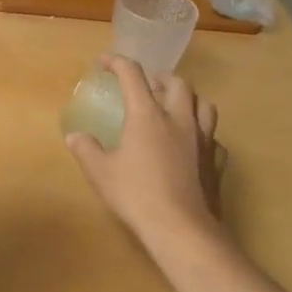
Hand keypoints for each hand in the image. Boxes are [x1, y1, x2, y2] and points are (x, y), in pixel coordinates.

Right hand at [65, 56, 226, 256]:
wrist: (182, 229)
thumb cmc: (136, 195)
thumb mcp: (100, 172)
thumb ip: (86, 149)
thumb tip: (75, 136)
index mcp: (147, 115)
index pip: (132, 74)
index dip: (117, 62)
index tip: (104, 62)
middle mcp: (178, 119)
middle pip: (177, 83)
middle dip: (161, 78)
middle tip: (147, 85)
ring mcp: (202, 140)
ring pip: (204, 105)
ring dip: (189, 99)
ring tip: (176, 107)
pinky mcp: (216, 162)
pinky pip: (214, 138)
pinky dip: (203, 134)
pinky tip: (193, 145)